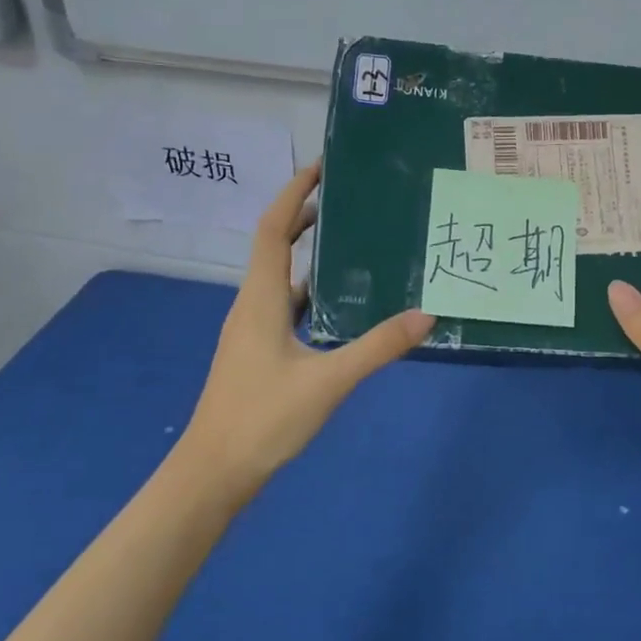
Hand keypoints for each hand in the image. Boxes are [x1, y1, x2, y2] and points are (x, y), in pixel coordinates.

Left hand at [177, 163, 433, 489]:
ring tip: (353, 242)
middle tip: (349, 199)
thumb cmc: (262, 419)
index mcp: (261, 298)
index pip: (274, 228)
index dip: (294, 192)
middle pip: (275, 245)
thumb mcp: (328, 381)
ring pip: (281, 276)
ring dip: (309, 253)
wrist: (212, 474)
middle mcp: (252, 304)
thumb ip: (378, 347)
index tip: (323, 167)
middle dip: (306, 216)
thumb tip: (427, 315)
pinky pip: (285, 304)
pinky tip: (339, 304)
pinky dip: (310, 291)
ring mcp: (251, 329)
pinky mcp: (257, 350)